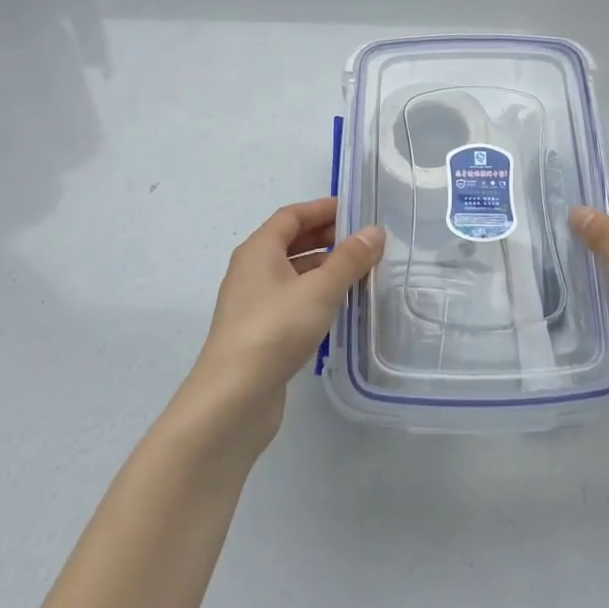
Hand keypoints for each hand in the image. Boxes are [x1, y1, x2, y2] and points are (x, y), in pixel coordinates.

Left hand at [180, 197, 384, 456]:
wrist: (233, 399)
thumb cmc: (275, 330)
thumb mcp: (320, 290)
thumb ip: (350, 259)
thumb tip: (375, 231)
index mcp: (258, 250)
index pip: (291, 216)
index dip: (322, 209)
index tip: (355, 209)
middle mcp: (252, 271)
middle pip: (290, 242)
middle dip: (326, 236)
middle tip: (364, 240)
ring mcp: (253, 303)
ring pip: (292, 272)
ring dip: (323, 266)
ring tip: (359, 270)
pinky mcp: (260, 332)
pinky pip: (292, 299)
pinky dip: (316, 293)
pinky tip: (339, 305)